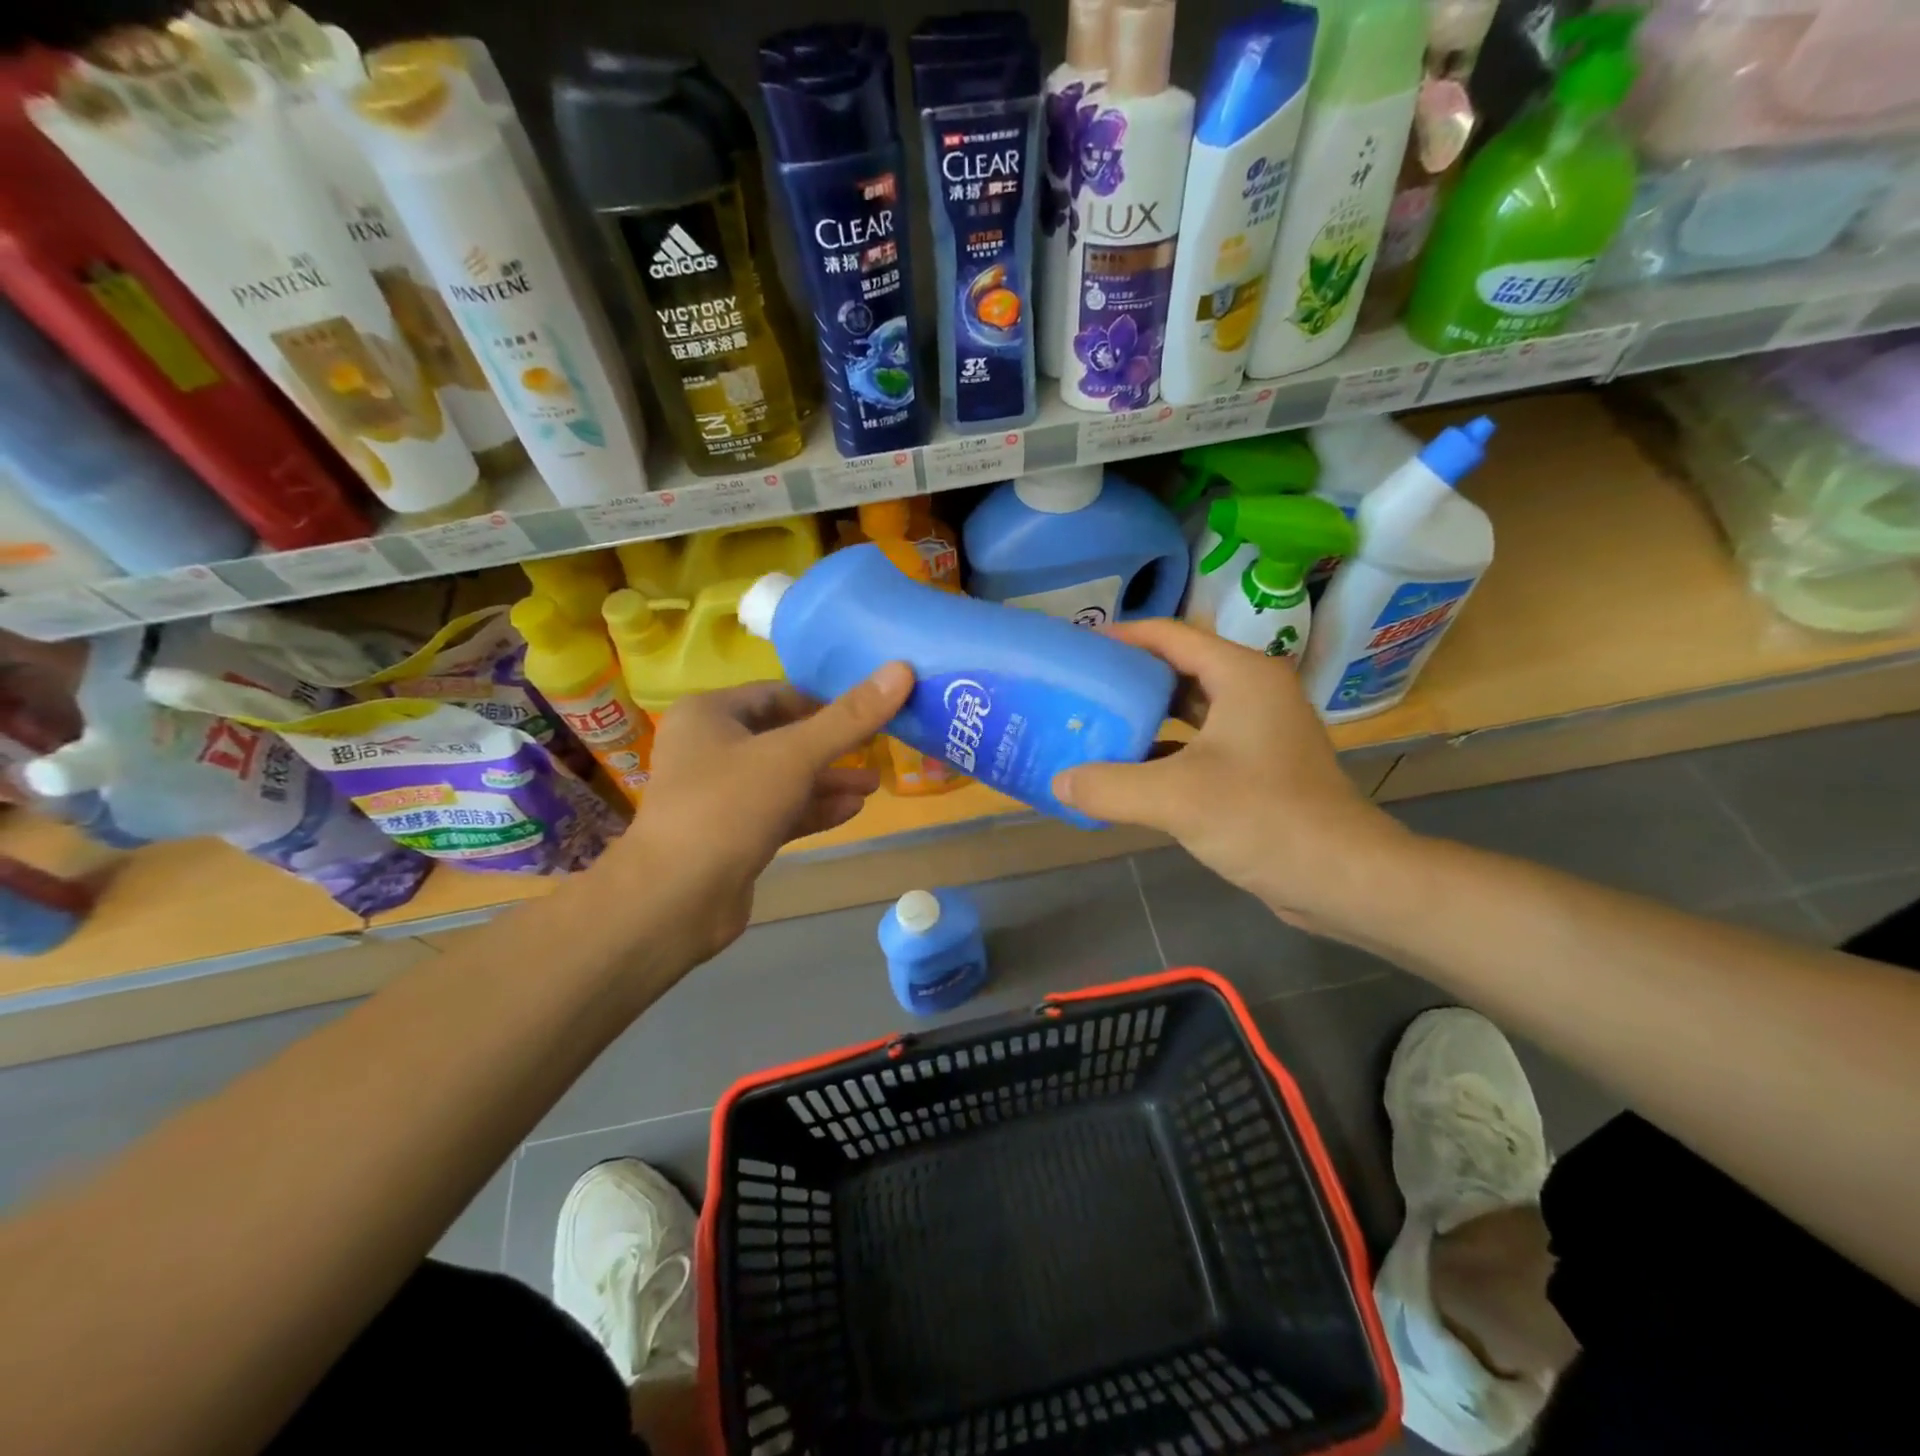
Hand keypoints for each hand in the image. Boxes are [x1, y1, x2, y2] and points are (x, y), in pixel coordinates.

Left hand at [607, 663, 913, 961]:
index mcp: (709, 714)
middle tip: (880, 748)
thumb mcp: (794, 755)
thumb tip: (901, 669)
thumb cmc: (729, 806)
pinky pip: (779, 811)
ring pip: (784, 777)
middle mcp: (710, 748)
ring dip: (828, 780)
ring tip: (875, 783)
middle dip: (833, 745)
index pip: (778, 694)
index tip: (871, 710)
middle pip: (784, 736)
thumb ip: (849, 717)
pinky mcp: (732, 835)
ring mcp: (719, 795)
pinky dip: (813, 808)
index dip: (826, 701)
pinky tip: (853, 809)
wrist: (675, 899)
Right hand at [1051, 621, 1410, 934]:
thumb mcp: (1176, 798)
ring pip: (1188, 709)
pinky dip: (1162, 751)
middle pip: (1177, 668)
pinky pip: (1198, 744)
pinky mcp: (1257, 767)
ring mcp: (1257, 731)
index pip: (1170, 635)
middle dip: (1127, 678)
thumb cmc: (1265, 818)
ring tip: (1092, 724)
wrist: (1344, 878)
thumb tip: (1058, 781)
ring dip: (1143, 716)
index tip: (1075, 647)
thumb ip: (1109, 786)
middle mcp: (1252, 693)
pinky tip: (1127, 770)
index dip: (1121, 637)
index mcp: (1241, 676)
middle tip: (1077, 688)